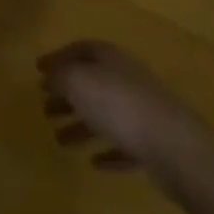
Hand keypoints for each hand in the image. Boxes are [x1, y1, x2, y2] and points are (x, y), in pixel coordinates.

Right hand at [37, 39, 194, 170]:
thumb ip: (59, 77)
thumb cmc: (119, 106)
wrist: (175, 146)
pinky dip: (108, 152)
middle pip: (92, 83)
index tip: (38, 71)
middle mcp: (127, 80)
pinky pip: (125, 145)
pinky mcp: (154, 144)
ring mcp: (143, 112)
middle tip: (45, 109)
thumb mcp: (78, 82)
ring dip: (82, 127)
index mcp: (111, 59)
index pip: (80, 49)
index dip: (58, 58)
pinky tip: (95, 163)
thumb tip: (50, 78)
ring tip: (60, 141)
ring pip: (106, 116)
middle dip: (67, 95)